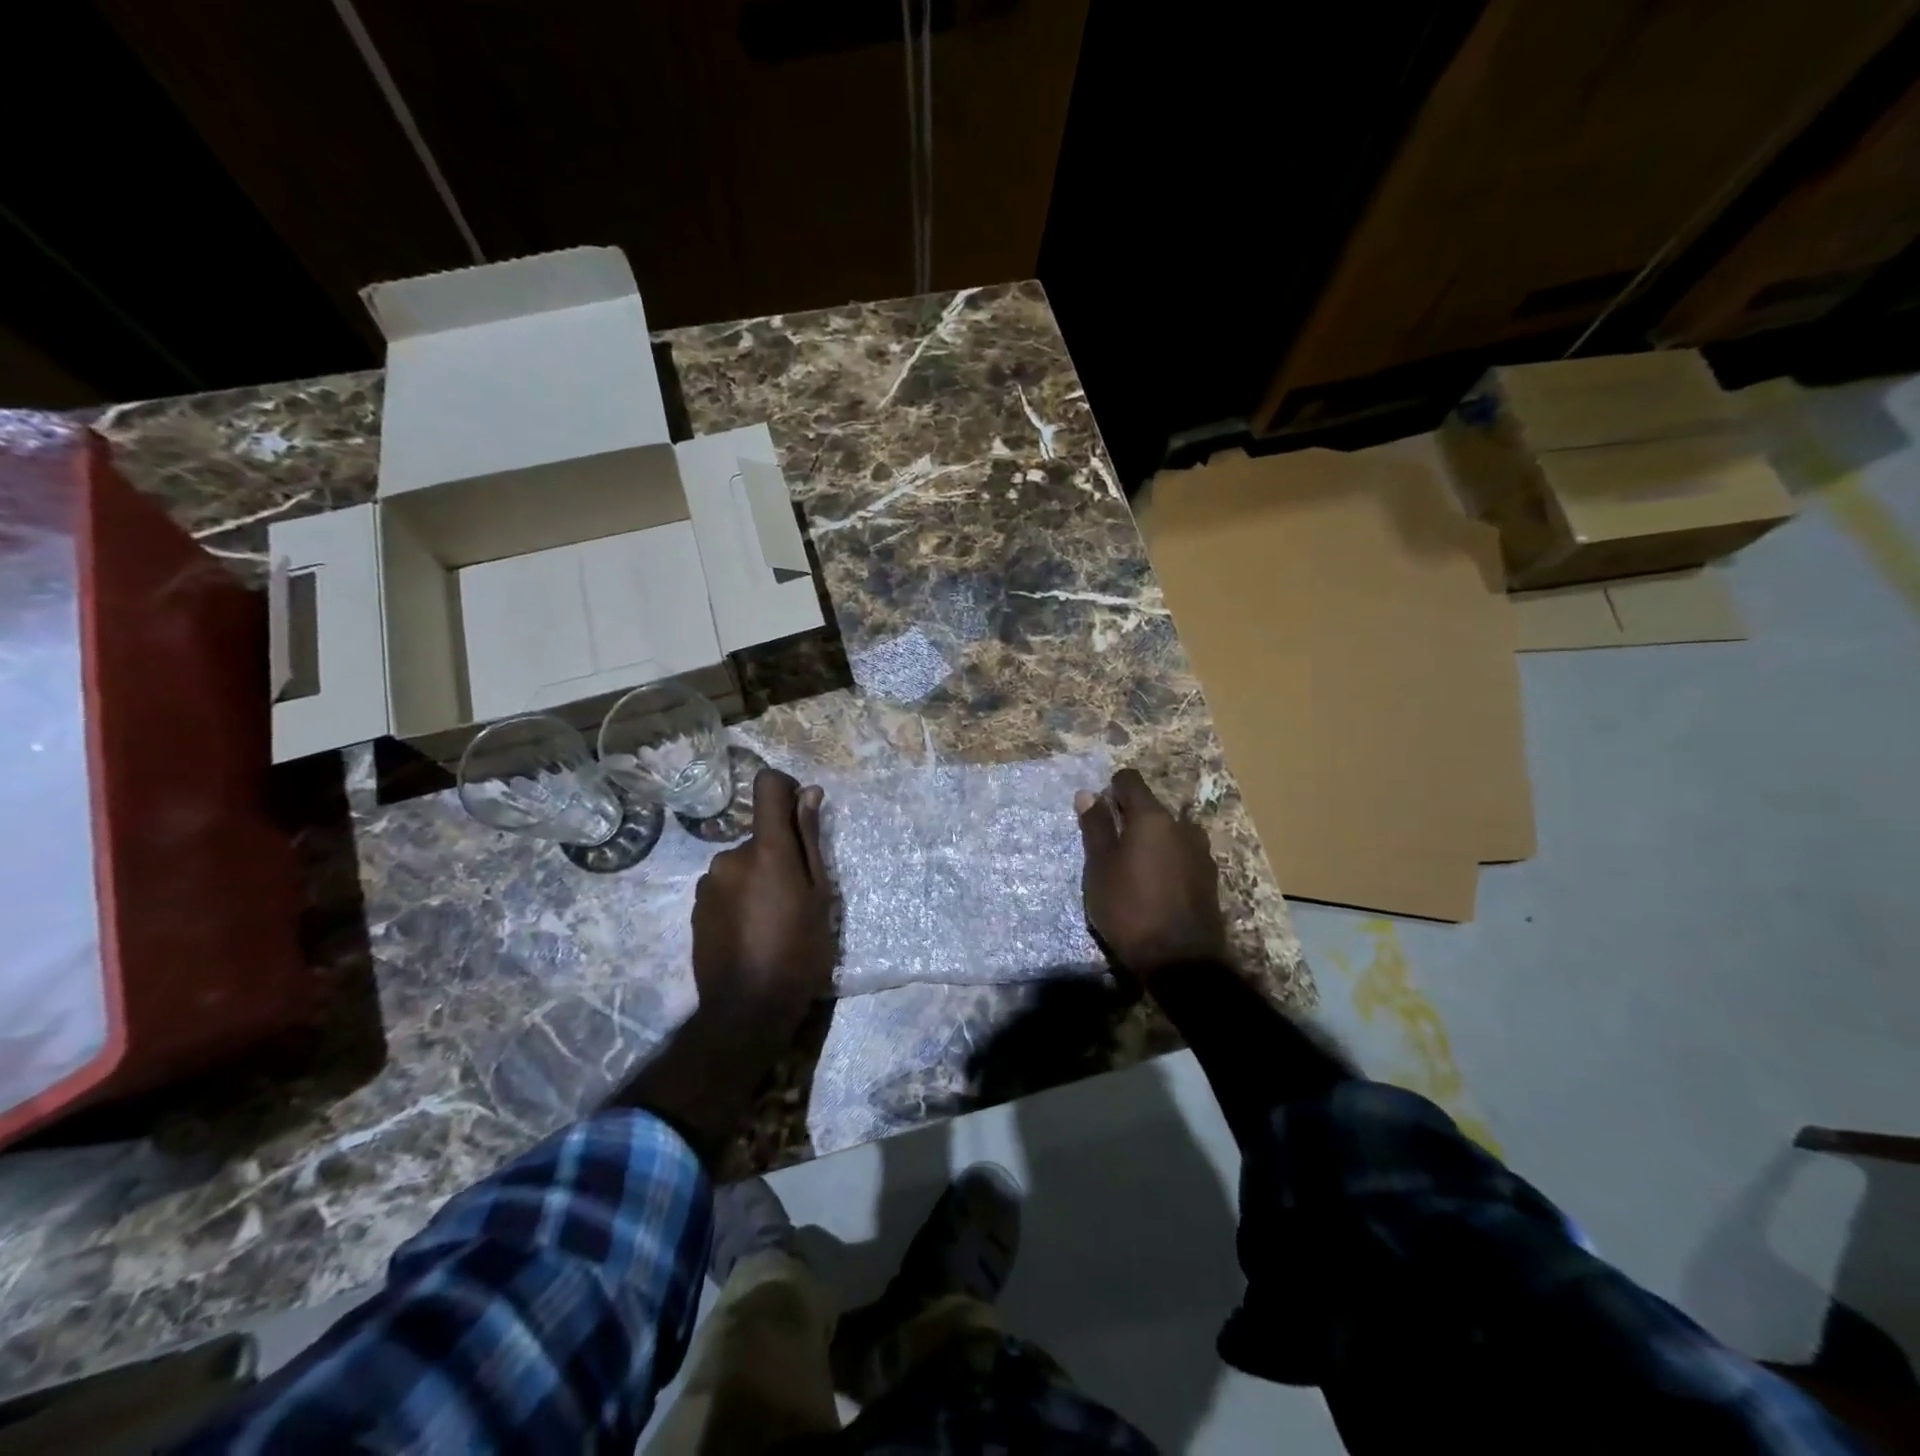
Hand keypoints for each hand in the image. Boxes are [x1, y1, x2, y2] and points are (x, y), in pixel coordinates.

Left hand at [692, 769, 835, 1036]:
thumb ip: (810, 840)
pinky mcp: (695, 907)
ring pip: (742, 865)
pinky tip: (751, 932)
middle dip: (778, 855)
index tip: (799, 812)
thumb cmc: (799, 952)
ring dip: (757, 878)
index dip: (785, 789)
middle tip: (796, 897)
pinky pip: (725, 887)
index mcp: (767, 849)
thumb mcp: (820, 895)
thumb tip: (808, 794)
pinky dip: (740, 897)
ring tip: (773, 920)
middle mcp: (730, 855)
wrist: (747, 1010)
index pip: (768, 786)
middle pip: (759, 836)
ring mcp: (708, 882)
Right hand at [1076, 768, 1228, 979]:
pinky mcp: (1209, 877)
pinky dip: (1167, 859)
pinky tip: (1156, 885)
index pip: (1130, 780)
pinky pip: (1182, 854)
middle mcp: (1181, 825)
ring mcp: (1200, 851)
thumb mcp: (1100, 868)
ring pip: (1170, 831)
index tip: (1099, 812)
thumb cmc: (1129, 908)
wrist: (1180, 960)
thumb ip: (1096, 828)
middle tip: (1110, 846)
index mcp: (1152, 817)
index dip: (1111, 789)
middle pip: (1151, 807)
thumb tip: (1088, 794)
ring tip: (1135, 867)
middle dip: (1130, 817)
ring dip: (1152, 839)